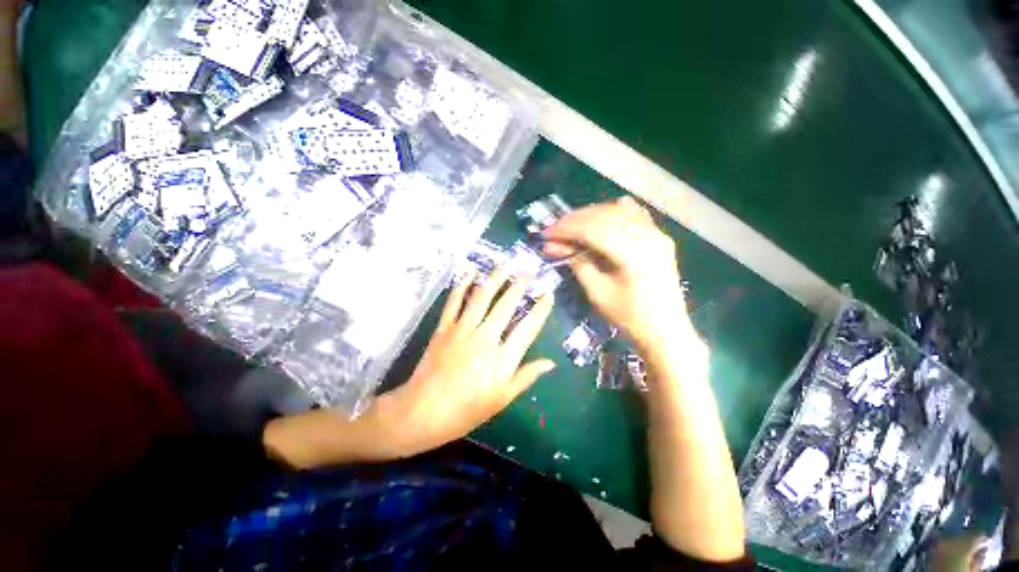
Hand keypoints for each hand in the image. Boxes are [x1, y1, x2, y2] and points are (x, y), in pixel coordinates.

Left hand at [384, 266, 554, 455]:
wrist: (422, 412)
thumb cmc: (466, 410)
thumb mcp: (501, 399)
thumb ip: (526, 377)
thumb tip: (550, 362)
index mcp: (501, 359)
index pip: (527, 328)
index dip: (540, 310)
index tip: (549, 294)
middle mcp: (484, 338)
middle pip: (506, 306)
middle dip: (520, 285)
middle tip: (529, 270)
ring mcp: (462, 330)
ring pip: (481, 297)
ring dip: (495, 279)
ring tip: (506, 264)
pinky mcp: (444, 328)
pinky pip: (454, 301)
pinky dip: (462, 285)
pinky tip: (470, 272)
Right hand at [543, 196, 692, 351]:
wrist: (665, 330)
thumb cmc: (629, 317)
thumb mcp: (598, 292)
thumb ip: (577, 263)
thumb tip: (554, 246)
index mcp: (633, 253)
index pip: (592, 229)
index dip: (566, 229)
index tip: (546, 233)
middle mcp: (647, 235)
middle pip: (604, 216)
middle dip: (575, 220)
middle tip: (554, 229)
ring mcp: (656, 233)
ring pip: (618, 210)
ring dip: (591, 215)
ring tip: (572, 225)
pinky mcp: (659, 237)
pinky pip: (634, 214)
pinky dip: (613, 213)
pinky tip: (600, 219)